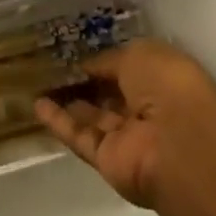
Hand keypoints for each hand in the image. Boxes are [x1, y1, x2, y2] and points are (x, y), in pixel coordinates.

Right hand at [34, 39, 215, 208]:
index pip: (129, 70)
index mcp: (162, 80)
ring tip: (40, 84)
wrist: (178, 142)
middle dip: (88, 84)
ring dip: (69, 103)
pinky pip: (81, 138)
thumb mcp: (139, 54)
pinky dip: (59, 123)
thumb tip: (89, 67)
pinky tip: (37, 106)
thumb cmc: (167, 85)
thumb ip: (111, 60)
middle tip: (55, 68)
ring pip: (94, 118)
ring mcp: (128, 139)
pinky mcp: (108, 161)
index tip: (78, 53)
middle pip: (111, 96)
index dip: (105, 62)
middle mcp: (147, 110)